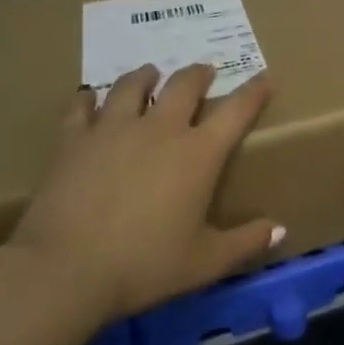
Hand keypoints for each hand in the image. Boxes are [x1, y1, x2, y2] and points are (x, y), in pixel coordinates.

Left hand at [9, 63, 281, 322]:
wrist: (64, 272)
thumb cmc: (143, 266)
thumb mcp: (204, 263)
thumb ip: (245, 243)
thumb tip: (279, 230)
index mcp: (199, 153)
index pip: (237, 110)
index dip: (254, 91)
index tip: (264, 77)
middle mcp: (161, 129)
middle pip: (185, 84)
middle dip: (199, 73)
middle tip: (204, 72)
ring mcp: (114, 129)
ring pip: (133, 85)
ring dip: (146, 76)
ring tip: (150, 74)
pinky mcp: (73, 140)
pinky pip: (81, 107)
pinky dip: (88, 99)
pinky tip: (88, 99)